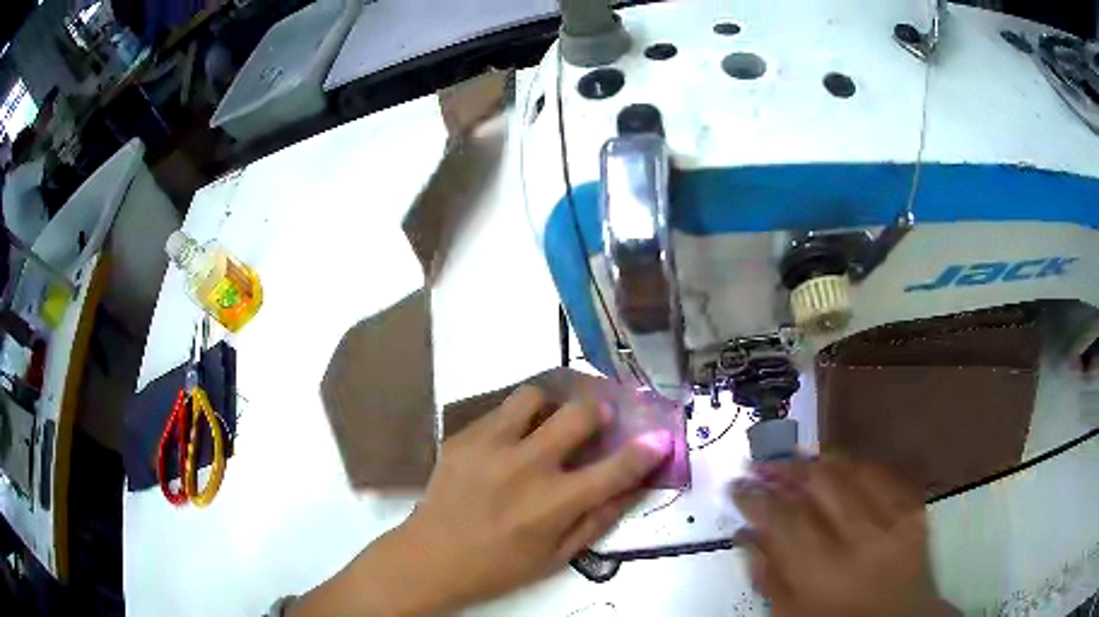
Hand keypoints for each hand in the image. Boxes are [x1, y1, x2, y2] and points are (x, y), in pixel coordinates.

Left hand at [291, 386, 672, 615]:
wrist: (431, 558)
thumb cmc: (500, 566)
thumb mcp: (558, 557)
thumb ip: (599, 519)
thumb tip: (633, 486)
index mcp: (555, 503)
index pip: (616, 468)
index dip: (646, 450)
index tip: (660, 437)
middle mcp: (527, 466)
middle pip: (579, 413)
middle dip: (598, 412)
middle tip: (596, 422)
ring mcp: (491, 446)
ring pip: (535, 397)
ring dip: (551, 407)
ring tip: (546, 424)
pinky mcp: (464, 437)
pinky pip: (500, 410)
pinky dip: (516, 419)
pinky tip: (510, 441)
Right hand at [733, 458, 955, 616]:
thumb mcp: (791, 615)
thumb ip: (767, 574)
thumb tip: (744, 533)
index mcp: (825, 570)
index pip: (784, 518)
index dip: (756, 497)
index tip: (737, 486)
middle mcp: (863, 536)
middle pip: (820, 483)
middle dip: (786, 467)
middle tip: (762, 463)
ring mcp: (895, 517)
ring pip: (852, 470)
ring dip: (819, 460)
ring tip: (795, 458)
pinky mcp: (915, 508)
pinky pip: (884, 472)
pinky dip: (857, 465)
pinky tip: (840, 465)